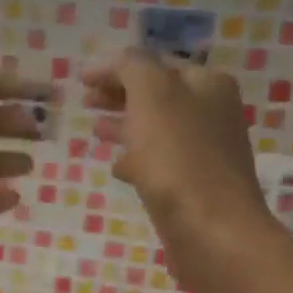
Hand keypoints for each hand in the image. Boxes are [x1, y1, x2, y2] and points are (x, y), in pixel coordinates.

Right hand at [86, 51, 268, 262]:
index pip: (155, 64)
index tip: (80, 79)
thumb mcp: (152, 96)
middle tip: (85, 102)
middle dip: (120, 95)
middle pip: (157, 96)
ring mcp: (204, 152)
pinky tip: (117, 168)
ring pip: (157, 130)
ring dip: (125, 126)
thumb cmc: (178, 158)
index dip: (116, 68)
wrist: (211, 231)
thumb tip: (120, 61)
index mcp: (206, 84)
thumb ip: (133, 67)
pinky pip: (160, 163)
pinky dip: (137, 159)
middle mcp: (211, 113)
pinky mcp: (194, 187)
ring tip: (94, 130)